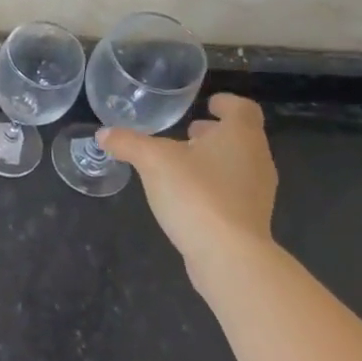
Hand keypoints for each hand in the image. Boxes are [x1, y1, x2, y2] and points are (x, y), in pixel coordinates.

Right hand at [99, 93, 278, 279]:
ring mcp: (257, 193)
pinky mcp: (250, 220)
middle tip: (187, 133)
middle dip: (214, 133)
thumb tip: (103, 134)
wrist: (230, 258)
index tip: (208, 104)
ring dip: (212, 160)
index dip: (226, 103)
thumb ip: (128, 143)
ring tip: (181, 164)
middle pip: (240, 137)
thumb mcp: (153, 161)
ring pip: (237, 165)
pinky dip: (213, 186)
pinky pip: (232, 192)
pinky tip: (186, 196)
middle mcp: (257, 160)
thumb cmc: (197, 194)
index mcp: (241, 137)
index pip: (243, 109)